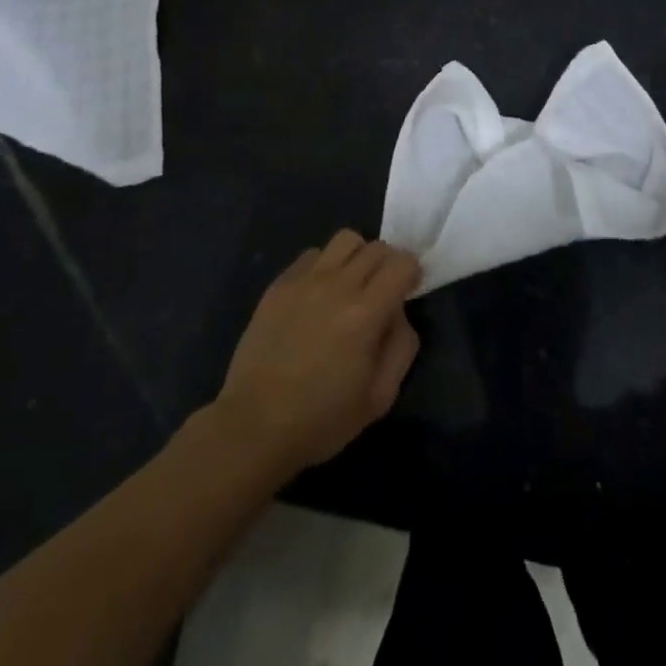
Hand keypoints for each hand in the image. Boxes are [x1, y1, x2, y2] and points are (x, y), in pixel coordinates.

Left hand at [211, 231, 421, 476]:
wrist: (254, 426)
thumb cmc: (321, 419)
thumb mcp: (380, 397)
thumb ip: (401, 346)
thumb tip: (399, 312)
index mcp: (365, 313)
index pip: (402, 262)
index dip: (412, 272)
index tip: (407, 291)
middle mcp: (337, 285)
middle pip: (376, 247)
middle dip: (389, 263)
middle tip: (383, 291)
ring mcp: (304, 280)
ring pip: (345, 239)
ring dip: (358, 256)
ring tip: (352, 284)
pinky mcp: (279, 284)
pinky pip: (312, 254)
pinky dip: (325, 265)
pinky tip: (319, 294)